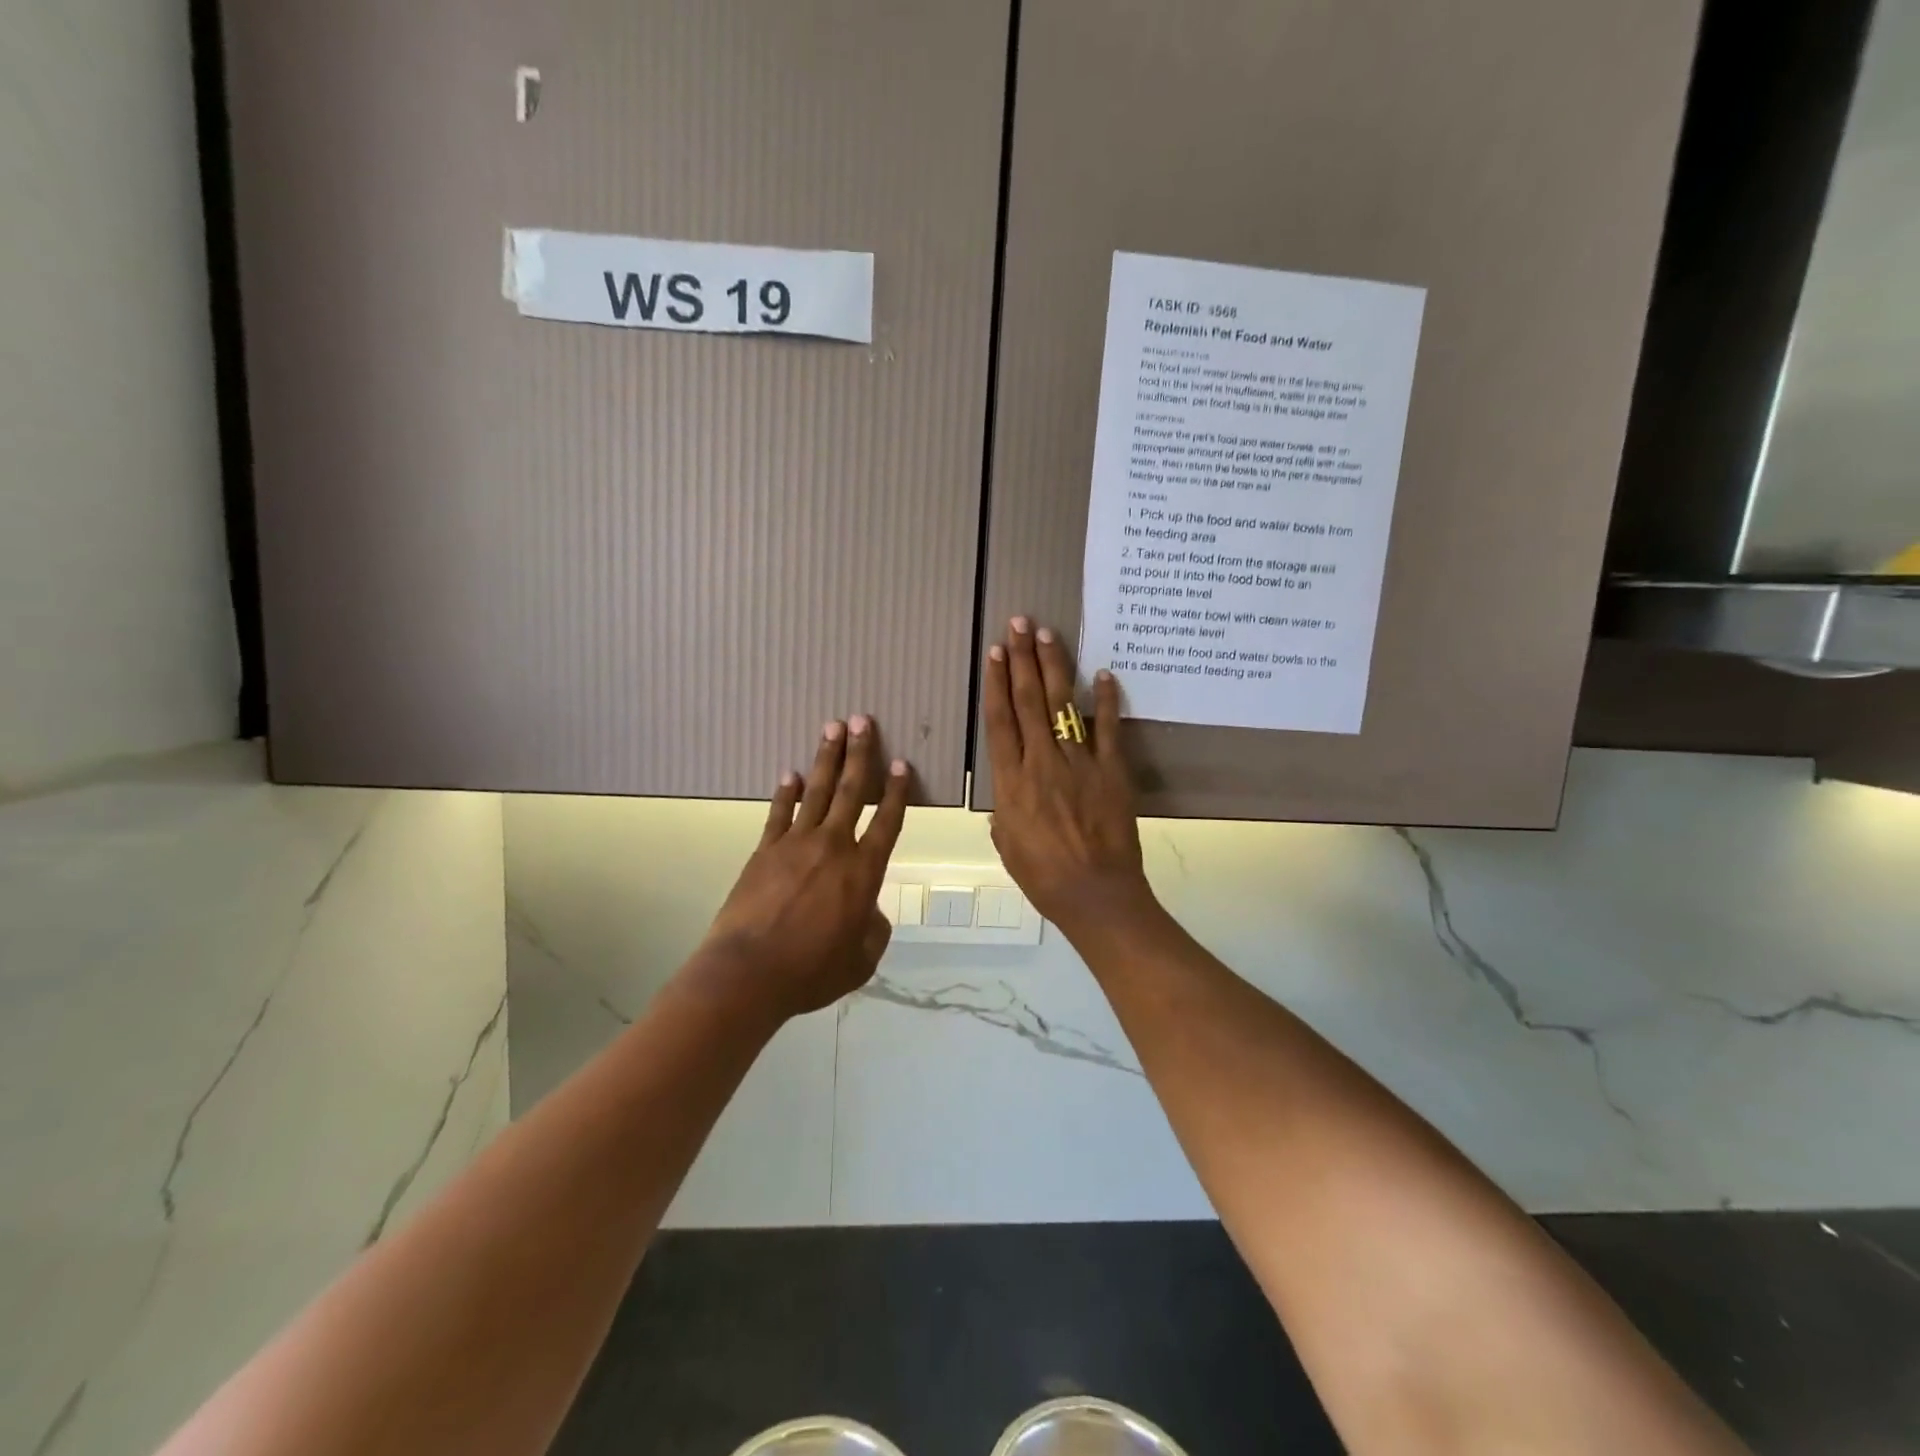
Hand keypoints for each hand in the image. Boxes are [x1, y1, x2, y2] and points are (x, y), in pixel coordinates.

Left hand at [699, 718, 910, 1018]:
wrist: (750, 972)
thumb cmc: (812, 971)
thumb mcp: (861, 960)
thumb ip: (873, 930)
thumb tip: (869, 911)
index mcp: (863, 872)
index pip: (886, 821)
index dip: (897, 791)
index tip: (902, 763)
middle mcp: (833, 847)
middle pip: (850, 791)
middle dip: (860, 754)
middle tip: (862, 720)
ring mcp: (795, 844)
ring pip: (815, 792)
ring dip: (826, 759)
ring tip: (832, 728)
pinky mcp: (765, 851)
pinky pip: (779, 813)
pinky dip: (785, 793)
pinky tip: (789, 774)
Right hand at [983, 618, 1150, 936]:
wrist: (1095, 894)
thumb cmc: (1043, 877)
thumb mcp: (1007, 846)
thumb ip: (1004, 815)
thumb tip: (1005, 801)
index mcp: (1011, 782)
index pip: (1000, 721)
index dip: (996, 683)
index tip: (995, 652)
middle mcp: (1041, 762)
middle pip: (1028, 701)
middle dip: (1022, 660)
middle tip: (1019, 624)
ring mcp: (1079, 763)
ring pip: (1062, 706)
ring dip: (1054, 667)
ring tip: (1047, 634)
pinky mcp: (1112, 771)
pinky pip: (1109, 729)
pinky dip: (1107, 700)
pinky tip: (1104, 673)